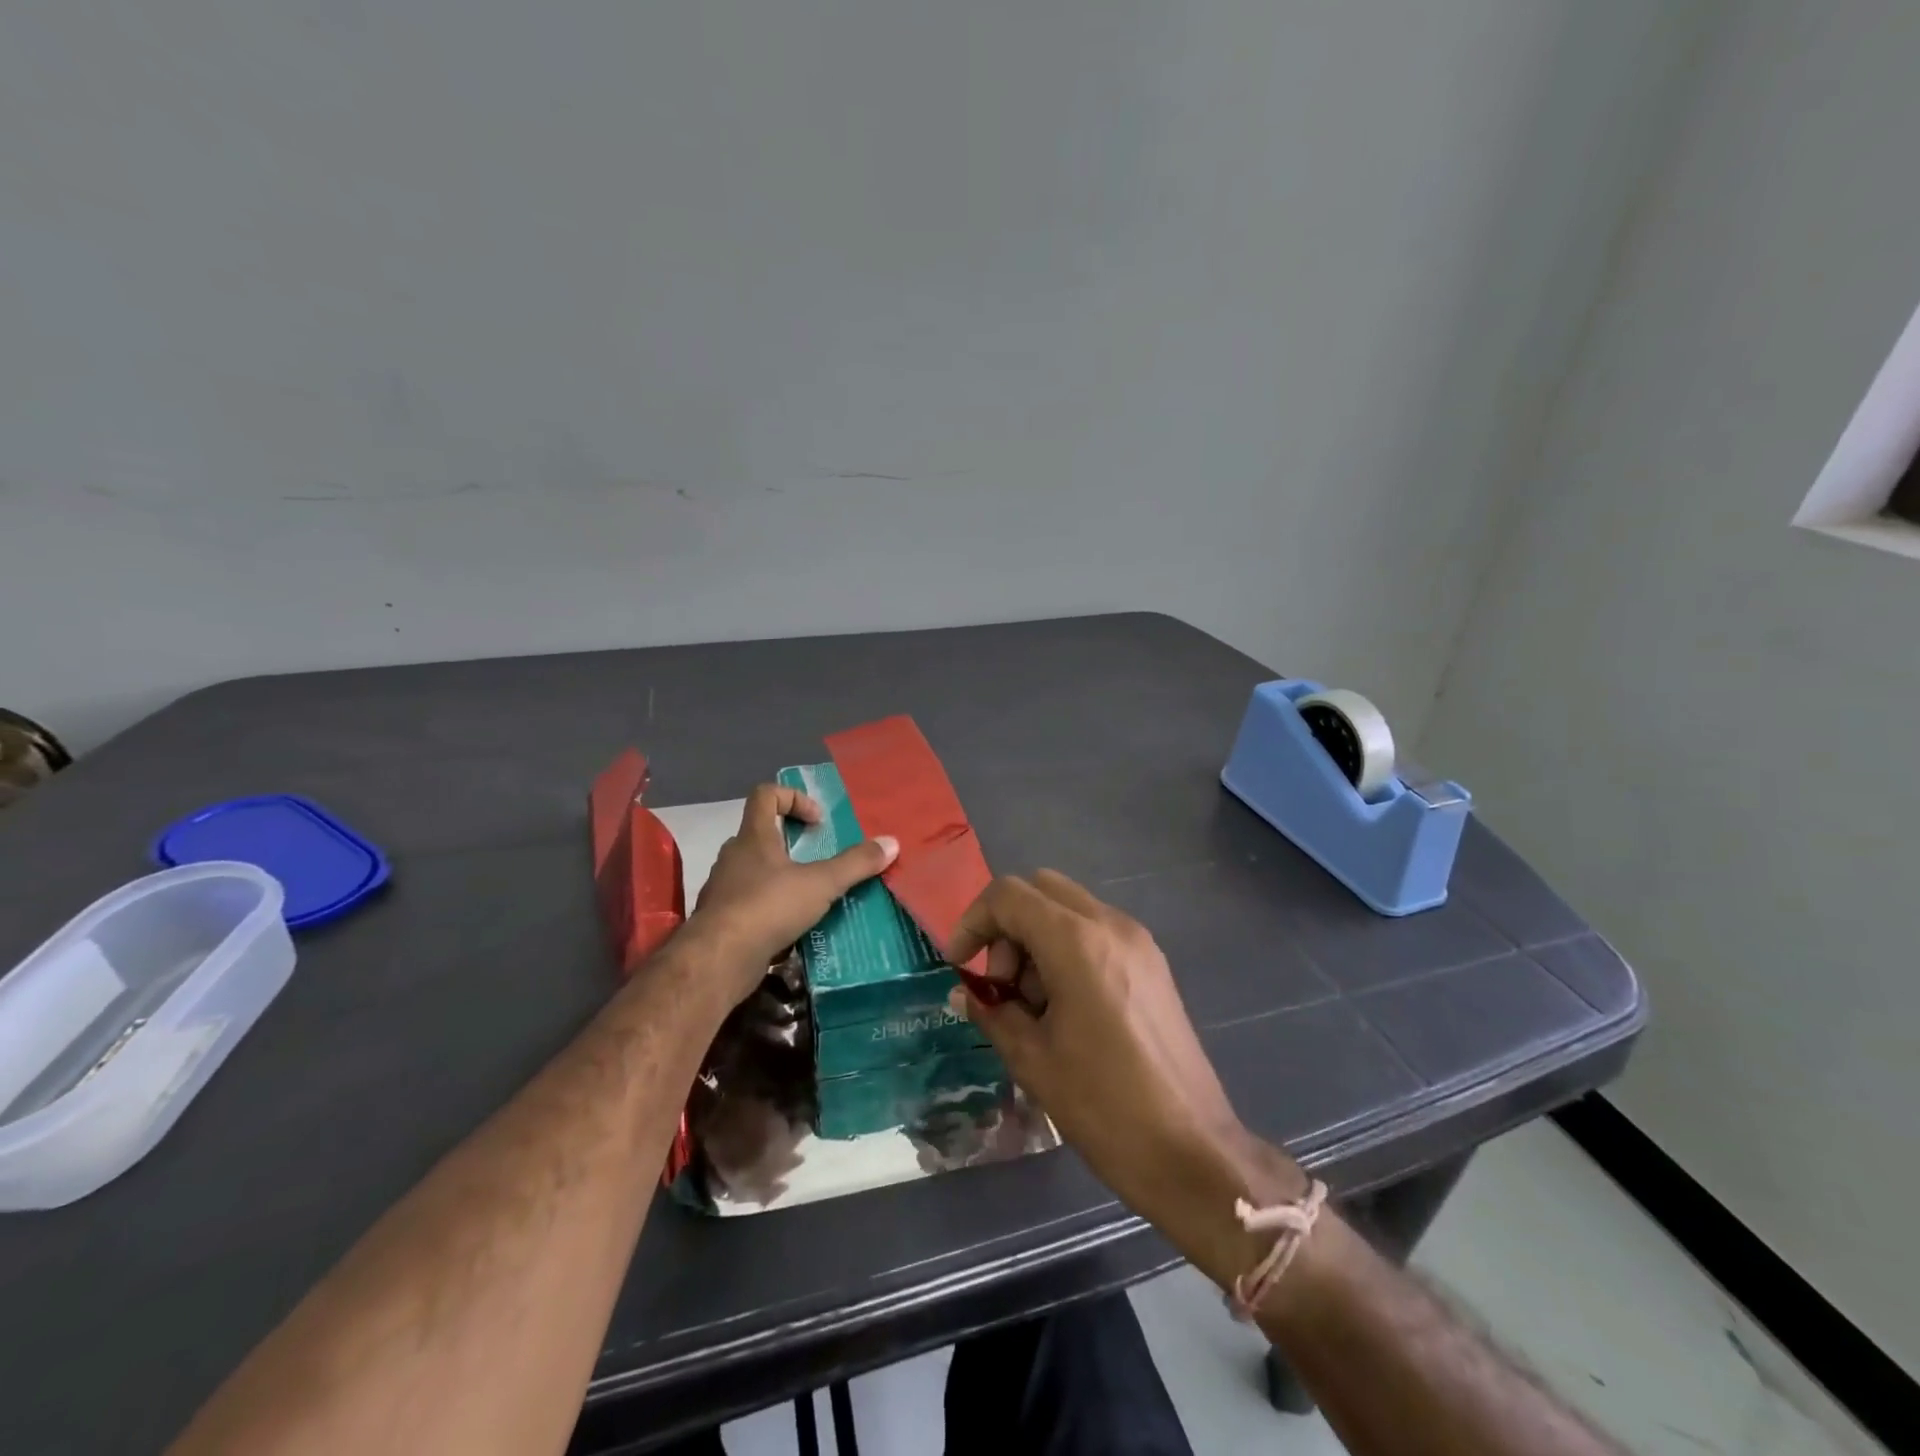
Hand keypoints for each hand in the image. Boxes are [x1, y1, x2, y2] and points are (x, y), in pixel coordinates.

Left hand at [685, 784, 897, 1004]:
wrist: (718, 960)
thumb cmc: (768, 907)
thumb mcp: (821, 884)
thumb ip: (855, 863)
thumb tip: (892, 843)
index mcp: (753, 837)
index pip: (765, 794)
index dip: (793, 798)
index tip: (817, 822)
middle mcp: (734, 856)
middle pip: (761, 833)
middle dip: (792, 842)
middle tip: (819, 859)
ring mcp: (724, 888)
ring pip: (754, 870)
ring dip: (781, 876)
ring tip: (810, 895)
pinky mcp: (722, 919)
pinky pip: (749, 902)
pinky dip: (770, 906)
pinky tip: (791, 926)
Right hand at [947, 872, 1307, 1238]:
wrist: (1192, 1151)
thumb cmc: (1103, 1106)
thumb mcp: (1032, 1059)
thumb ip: (992, 1011)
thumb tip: (966, 992)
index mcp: (1077, 941)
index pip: (1008, 895)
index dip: (972, 921)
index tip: (959, 965)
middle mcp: (1110, 924)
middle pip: (1040, 889)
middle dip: (1006, 926)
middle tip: (1000, 985)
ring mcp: (1138, 941)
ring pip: (1069, 907)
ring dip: (1036, 938)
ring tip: (1032, 1006)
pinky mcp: (1153, 963)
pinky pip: (1096, 931)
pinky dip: (1066, 948)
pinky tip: (1065, 1007)